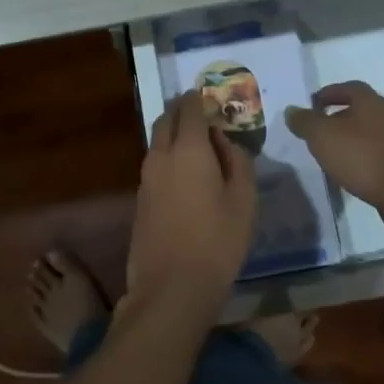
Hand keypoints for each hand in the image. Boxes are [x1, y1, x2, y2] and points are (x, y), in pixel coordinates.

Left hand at [124, 91, 256, 323]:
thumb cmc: (217, 242)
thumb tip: (226, 140)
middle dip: (182, 110)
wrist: (171, 287)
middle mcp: (161, 156)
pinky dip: (168, 156)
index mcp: (189, 150)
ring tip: (197, 143)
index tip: (211, 95)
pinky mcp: (140, 199)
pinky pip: (154, 163)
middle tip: (202, 114)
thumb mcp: (243, 201)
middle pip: (167, 119)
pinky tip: (185, 174)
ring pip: (157, 141)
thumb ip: (237, 161)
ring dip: (174, 133)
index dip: (200, 98)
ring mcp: (145, 178)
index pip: (190, 108)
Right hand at [284, 82, 383, 237]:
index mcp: (369, 101)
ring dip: (348, 140)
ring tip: (328, 154)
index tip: (311, 105)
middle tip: (316, 131)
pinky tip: (348, 172)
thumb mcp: (322, 136)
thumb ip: (305, 122)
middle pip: (358, 110)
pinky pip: (374, 154)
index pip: (348, 87)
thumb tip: (292, 110)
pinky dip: (359, 158)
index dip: (328, 93)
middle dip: (336, 118)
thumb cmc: (362, 156)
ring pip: (366, 133)